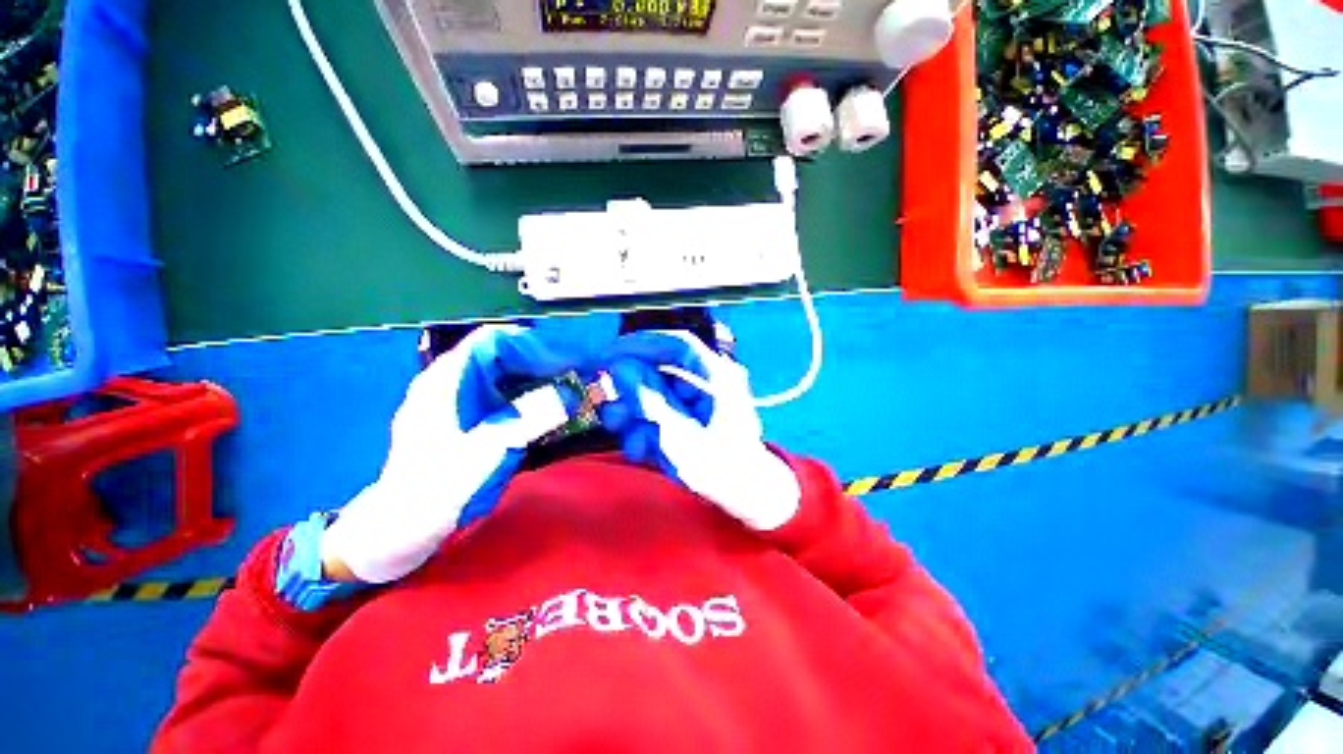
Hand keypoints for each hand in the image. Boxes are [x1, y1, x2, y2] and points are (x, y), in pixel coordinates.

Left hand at [322, 325, 576, 583]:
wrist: (399, 530)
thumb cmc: (436, 489)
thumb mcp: (486, 451)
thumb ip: (528, 419)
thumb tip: (569, 395)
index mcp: (444, 381)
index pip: (490, 339)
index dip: (529, 342)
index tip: (562, 355)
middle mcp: (448, 383)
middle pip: (499, 355)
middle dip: (537, 361)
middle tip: (572, 374)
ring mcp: (454, 403)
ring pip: (500, 376)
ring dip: (534, 379)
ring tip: (565, 389)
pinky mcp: (462, 421)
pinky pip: (498, 397)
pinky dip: (524, 398)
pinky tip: (542, 411)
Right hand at [601, 330, 800, 530]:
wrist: (745, 497)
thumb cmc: (722, 469)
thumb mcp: (682, 438)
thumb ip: (650, 401)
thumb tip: (619, 368)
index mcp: (718, 377)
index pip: (678, 345)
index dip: (641, 345)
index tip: (608, 356)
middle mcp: (708, 381)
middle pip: (660, 370)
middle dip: (631, 394)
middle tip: (614, 416)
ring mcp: (697, 398)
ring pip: (654, 392)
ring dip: (636, 417)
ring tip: (635, 445)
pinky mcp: (688, 415)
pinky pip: (658, 411)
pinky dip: (645, 429)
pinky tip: (644, 450)